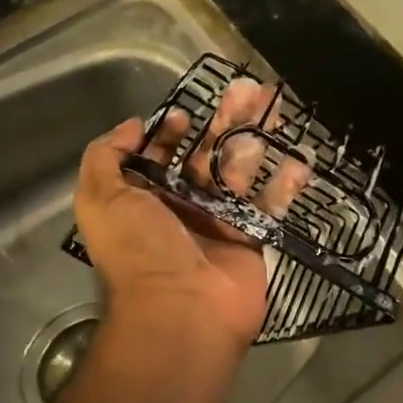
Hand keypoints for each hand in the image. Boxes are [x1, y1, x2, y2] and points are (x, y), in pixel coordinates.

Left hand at [74, 79, 310, 353]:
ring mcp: (220, 222)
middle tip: (248, 89)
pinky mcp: (251, 238)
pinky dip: (285, 183)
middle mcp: (182, 207)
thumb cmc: (140, 250)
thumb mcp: (101, 199)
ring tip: (277, 108)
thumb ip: (106, 156)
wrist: (182, 312)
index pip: (160, 155)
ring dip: (258, 139)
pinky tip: (301, 159)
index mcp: (146, 198)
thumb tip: (132, 126)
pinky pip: (270, 204)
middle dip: (226, 121)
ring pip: (242, 171)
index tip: (185, 113)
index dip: (170, 131)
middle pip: (207, 154)